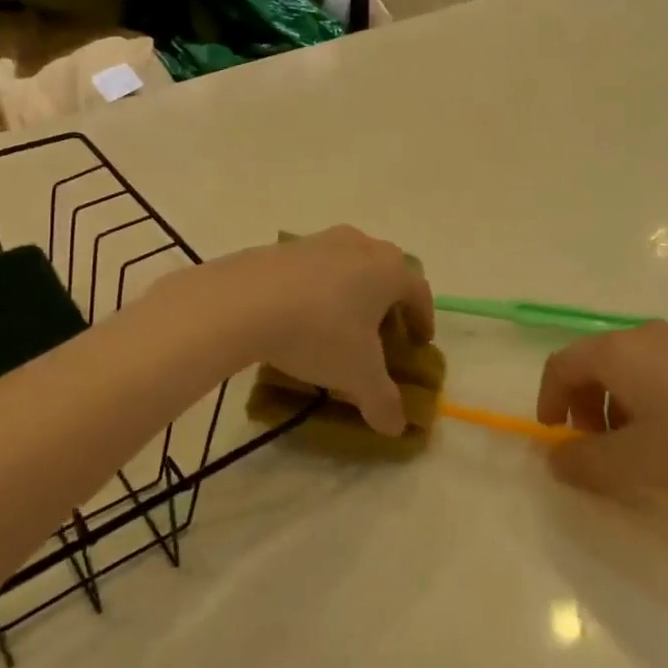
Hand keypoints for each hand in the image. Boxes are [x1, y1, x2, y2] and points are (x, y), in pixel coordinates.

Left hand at [196, 226, 434, 435]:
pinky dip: (318, 289)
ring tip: (339, 324)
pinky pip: (314, 268)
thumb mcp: (357, 375)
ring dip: (352, 292)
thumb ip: (383, 401)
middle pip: (386, 271)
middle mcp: (362, 246)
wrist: (245, 301)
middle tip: (382, 333)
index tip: (419, 343)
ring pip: (350, 265)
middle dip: (389, 302)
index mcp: (390, 271)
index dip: (423, 319)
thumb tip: (397, 427)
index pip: (419, 292)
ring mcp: (321, 241)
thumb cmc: (319, 332)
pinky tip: (301, 316)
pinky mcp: (284, 246)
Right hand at [537, 323, 667, 496]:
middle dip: (584, 406)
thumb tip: (555, 458)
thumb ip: (584, 463)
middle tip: (597, 446)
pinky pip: (658, 370)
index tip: (555, 436)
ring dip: (616, 405)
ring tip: (638, 447)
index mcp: (616, 352)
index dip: (549, 400)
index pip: (561, 366)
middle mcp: (642, 336)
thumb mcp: (635, 463)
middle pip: (593, 364)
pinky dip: (647, 398)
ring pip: (627, 368)